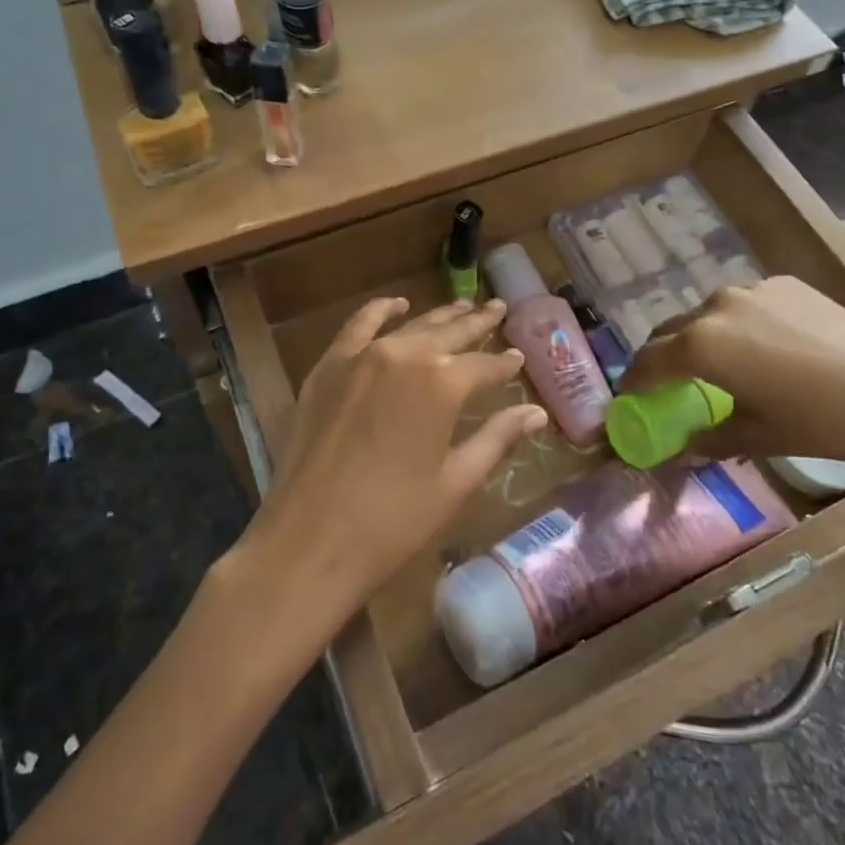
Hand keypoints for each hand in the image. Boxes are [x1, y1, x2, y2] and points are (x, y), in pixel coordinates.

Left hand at [245, 297, 547, 632]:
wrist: (309, 541)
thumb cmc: (392, 521)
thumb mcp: (455, 482)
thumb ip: (496, 439)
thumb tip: (535, 413)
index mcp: (442, 384)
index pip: (484, 366)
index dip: (504, 365)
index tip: (518, 359)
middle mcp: (405, 356)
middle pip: (450, 333)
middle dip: (478, 323)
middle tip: (499, 309)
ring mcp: (362, 356)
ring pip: (411, 325)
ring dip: (440, 315)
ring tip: (463, 305)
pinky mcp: (329, 367)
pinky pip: (358, 325)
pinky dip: (380, 310)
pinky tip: (396, 304)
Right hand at [619, 276, 844, 483]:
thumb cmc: (821, 424)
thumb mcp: (757, 437)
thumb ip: (708, 438)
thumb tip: (681, 447)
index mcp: (702, 345)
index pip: (648, 362)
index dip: (633, 383)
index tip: (628, 398)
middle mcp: (717, 306)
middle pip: (670, 331)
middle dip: (661, 357)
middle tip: (664, 384)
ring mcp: (753, 289)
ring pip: (706, 314)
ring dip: (698, 338)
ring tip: (715, 365)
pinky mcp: (785, 283)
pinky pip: (743, 304)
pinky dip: (736, 324)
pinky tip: (761, 348)